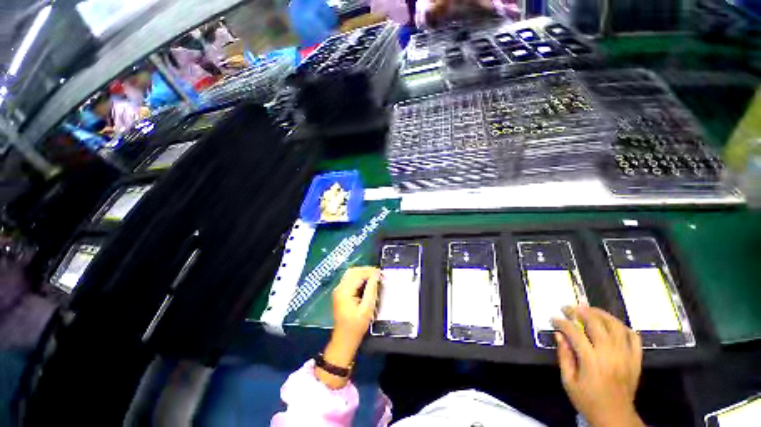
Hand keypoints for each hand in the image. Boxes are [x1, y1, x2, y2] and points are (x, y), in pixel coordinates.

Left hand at [316, 267, 379, 388]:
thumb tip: (376, 275)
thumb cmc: (356, 326)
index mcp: (344, 291)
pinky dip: (359, 278)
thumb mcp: (367, 308)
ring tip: (374, 277)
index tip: (381, 274)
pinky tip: (367, 282)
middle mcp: (340, 288)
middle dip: (366, 270)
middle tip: (378, 274)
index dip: (370, 272)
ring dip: (363, 273)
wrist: (344, 340)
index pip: (358, 274)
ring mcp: (339, 290)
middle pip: (353, 271)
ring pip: (351, 274)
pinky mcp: (340, 293)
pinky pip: (350, 279)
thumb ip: (371, 290)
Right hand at [552, 306, 643, 426]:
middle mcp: (610, 354)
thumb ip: (564, 356)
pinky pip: (633, 337)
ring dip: (601, 314)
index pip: (575, 333)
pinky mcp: (636, 359)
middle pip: (596, 323)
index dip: (562, 322)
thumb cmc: (588, 400)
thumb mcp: (568, 381)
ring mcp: (626, 355)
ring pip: (615, 325)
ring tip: (588, 310)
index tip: (553, 319)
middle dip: (580, 311)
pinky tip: (612, 324)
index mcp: (591, 360)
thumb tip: (559, 335)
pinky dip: (623, 327)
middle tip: (569, 308)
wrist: (615, 417)